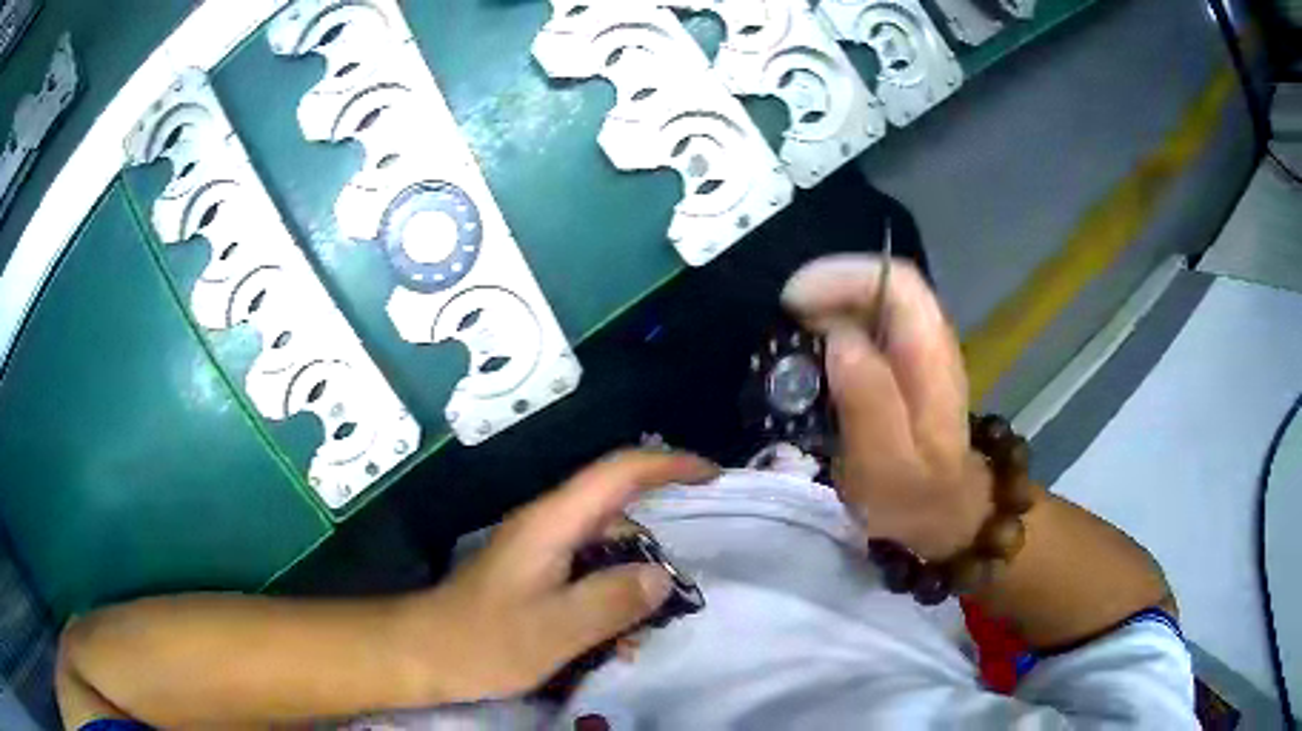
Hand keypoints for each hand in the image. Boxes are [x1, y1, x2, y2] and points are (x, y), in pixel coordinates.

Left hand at [409, 450, 718, 701]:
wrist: (426, 652)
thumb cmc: (486, 640)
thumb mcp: (557, 628)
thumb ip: (614, 600)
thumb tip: (661, 577)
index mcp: (553, 523)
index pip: (618, 472)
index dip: (668, 464)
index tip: (711, 476)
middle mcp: (548, 525)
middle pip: (617, 510)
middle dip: (657, 540)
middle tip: (684, 585)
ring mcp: (540, 549)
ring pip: (605, 546)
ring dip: (633, 579)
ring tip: (648, 627)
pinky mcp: (536, 573)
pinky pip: (588, 571)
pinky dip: (611, 596)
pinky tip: (616, 639)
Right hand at [782, 255, 992, 559]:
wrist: (939, 521)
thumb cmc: (911, 500)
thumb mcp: (887, 465)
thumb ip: (869, 400)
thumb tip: (839, 337)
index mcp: (933, 358)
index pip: (898, 283)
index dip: (845, 277)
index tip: (794, 302)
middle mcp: (931, 342)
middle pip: (886, 285)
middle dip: (832, 288)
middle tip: (786, 318)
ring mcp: (920, 353)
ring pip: (877, 302)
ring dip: (833, 305)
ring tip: (793, 330)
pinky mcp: (905, 368)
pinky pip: (871, 326)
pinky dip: (839, 326)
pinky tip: (816, 351)